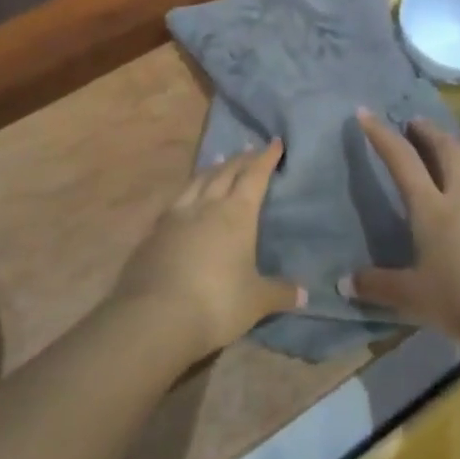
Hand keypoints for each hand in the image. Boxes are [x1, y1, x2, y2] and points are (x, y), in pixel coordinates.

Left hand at [113, 142, 304, 360]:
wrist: (155, 316)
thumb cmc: (217, 303)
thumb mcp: (256, 301)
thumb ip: (279, 293)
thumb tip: (304, 294)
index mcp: (236, 214)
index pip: (254, 177)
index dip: (266, 159)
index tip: (275, 142)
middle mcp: (206, 206)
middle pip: (226, 172)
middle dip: (241, 159)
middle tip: (251, 149)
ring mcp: (177, 216)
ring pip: (197, 181)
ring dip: (211, 169)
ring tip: (219, 161)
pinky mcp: (154, 232)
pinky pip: (177, 200)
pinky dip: (188, 190)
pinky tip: (186, 197)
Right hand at [348, 112, 459, 351]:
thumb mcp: (412, 297)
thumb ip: (376, 286)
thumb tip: (343, 283)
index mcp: (432, 208)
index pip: (402, 160)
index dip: (381, 134)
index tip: (366, 112)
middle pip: (446, 148)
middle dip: (427, 130)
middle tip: (414, 123)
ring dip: (457, 144)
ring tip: (448, 143)